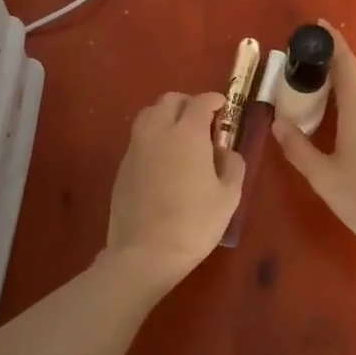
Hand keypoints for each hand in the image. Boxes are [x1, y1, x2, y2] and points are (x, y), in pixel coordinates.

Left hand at [105, 91, 243, 285]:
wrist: (144, 254)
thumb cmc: (193, 224)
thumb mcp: (228, 196)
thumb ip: (232, 165)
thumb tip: (225, 151)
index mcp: (188, 133)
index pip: (200, 101)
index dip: (214, 100)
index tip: (223, 107)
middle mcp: (159, 131)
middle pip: (170, 100)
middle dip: (188, 103)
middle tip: (203, 121)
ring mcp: (136, 147)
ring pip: (150, 114)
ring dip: (167, 115)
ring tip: (180, 136)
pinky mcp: (122, 165)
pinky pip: (139, 137)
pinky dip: (153, 136)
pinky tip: (164, 159)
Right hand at [272, 23, 355, 262]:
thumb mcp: (323, 176)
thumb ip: (298, 147)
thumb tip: (278, 122)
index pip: (347, 62)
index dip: (333, 41)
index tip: (319, 25)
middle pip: (354, 79)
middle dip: (331, 71)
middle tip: (304, 75)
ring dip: (342, 93)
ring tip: (317, 102)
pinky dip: (354, 110)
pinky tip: (341, 130)